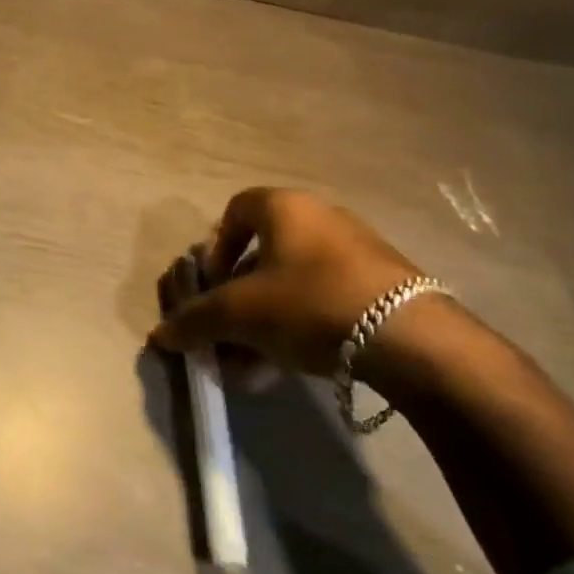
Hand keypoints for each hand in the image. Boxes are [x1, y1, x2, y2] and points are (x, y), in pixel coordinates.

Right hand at [150, 189, 420, 375]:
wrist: (413, 339)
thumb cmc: (310, 303)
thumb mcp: (240, 313)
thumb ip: (195, 320)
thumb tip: (160, 335)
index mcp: (284, 207)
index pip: (235, 211)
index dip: (215, 248)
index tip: (211, 285)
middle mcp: (321, 218)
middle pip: (263, 253)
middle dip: (238, 295)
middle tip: (229, 330)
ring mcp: (358, 251)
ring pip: (294, 282)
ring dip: (266, 318)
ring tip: (254, 362)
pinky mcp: (385, 286)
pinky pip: (326, 299)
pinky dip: (301, 326)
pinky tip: (290, 366)